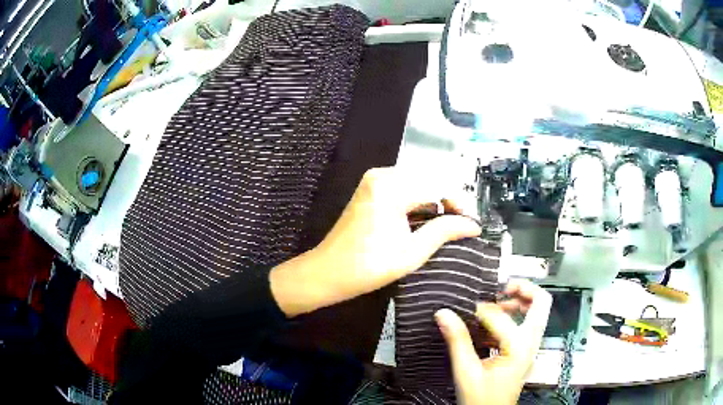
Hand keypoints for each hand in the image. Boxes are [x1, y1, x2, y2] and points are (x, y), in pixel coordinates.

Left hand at [270, 167, 481, 316]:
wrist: (328, 272)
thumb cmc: (368, 267)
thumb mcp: (413, 252)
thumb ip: (445, 231)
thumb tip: (473, 225)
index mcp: (391, 187)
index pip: (438, 185)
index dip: (458, 204)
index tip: (469, 224)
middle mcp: (382, 175)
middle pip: (428, 181)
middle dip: (446, 203)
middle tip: (459, 227)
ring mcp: (374, 181)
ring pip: (417, 185)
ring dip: (433, 204)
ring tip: (444, 228)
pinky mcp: (370, 189)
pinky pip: (403, 189)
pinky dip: (417, 203)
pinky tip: (423, 222)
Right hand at [435, 279, 551, 404]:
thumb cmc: (481, 399)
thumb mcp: (466, 372)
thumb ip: (457, 341)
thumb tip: (444, 314)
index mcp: (519, 348)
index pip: (500, 316)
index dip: (480, 310)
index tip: (463, 311)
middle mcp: (531, 344)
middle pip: (541, 303)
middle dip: (524, 289)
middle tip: (503, 287)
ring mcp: (531, 347)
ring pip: (537, 312)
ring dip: (520, 301)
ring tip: (498, 301)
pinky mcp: (525, 352)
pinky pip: (527, 325)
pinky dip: (514, 316)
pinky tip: (493, 324)